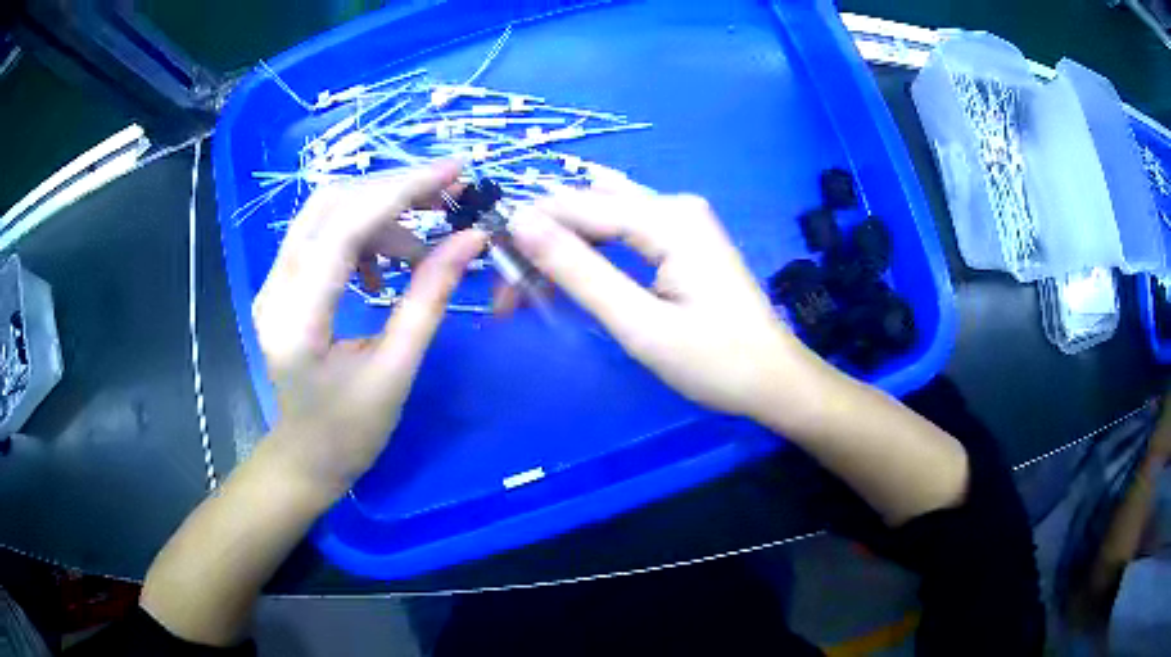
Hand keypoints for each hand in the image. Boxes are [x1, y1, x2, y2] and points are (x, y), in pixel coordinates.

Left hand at [252, 162, 487, 498]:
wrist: (305, 459)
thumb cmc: (349, 433)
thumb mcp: (395, 371)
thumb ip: (428, 299)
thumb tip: (470, 241)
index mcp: (297, 318)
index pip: (344, 227)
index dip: (401, 189)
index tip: (455, 171)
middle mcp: (275, 288)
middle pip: (331, 204)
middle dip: (394, 190)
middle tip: (447, 198)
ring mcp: (274, 283)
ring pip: (326, 213)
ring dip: (381, 215)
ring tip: (421, 251)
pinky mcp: (283, 284)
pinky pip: (322, 235)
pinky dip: (363, 235)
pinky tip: (384, 271)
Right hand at [509, 172, 820, 421]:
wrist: (774, 381)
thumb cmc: (715, 362)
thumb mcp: (639, 324)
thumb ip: (579, 271)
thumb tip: (520, 223)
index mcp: (669, 218)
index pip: (578, 206)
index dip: (528, 231)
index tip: (489, 267)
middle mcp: (674, 205)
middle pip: (588, 208)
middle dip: (542, 242)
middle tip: (508, 294)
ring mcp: (682, 220)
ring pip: (603, 219)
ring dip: (563, 248)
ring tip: (530, 288)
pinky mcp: (684, 240)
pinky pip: (624, 232)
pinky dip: (591, 252)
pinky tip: (569, 273)